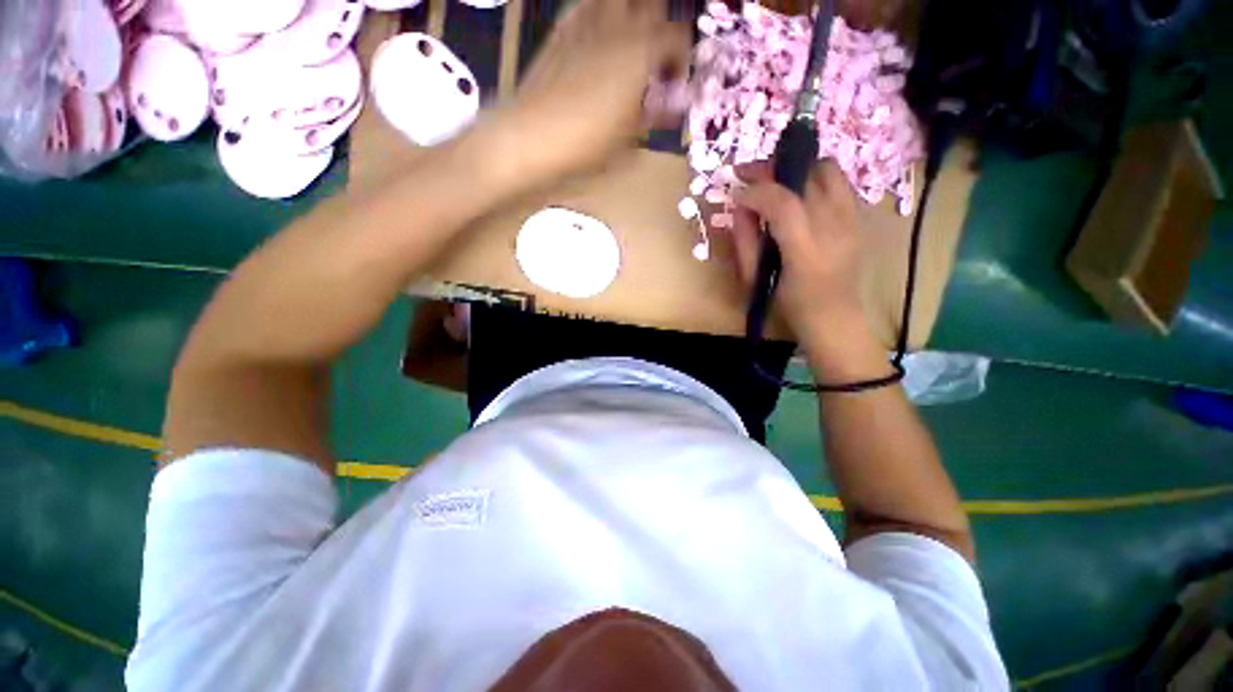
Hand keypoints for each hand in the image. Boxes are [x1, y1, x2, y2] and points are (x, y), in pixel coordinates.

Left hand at [497, 0, 689, 178]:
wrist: (533, 136)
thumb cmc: (587, 144)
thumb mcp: (629, 138)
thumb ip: (655, 115)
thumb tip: (672, 106)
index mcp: (642, 51)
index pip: (678, 36)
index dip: (681, 59)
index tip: (673, 83)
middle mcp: (619, 25)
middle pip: (652, 3)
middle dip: (659, 25)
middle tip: (655, 56)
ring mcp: (587, 21)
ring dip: (630, 13)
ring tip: (628, 42)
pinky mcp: (562, 28)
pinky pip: (586, 5)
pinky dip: (598, 14)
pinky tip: (596, 37)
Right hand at [730, 160, 876, 360]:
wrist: (835, 318)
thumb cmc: (788, 306)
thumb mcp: (756, 280)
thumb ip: (745, 240)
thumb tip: (739, 206)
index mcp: (805, 252)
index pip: (782, 203)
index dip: (755, 191)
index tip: (735, 192)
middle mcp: (836, 228)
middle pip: (806, 176)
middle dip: (771, 169)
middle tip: (748, 175)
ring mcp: (853, 219)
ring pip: (826, 169)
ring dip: (795, 168)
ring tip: (774, 180)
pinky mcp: (860, 217)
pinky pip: (838, 182)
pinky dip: (813, 178)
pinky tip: (797, 193)